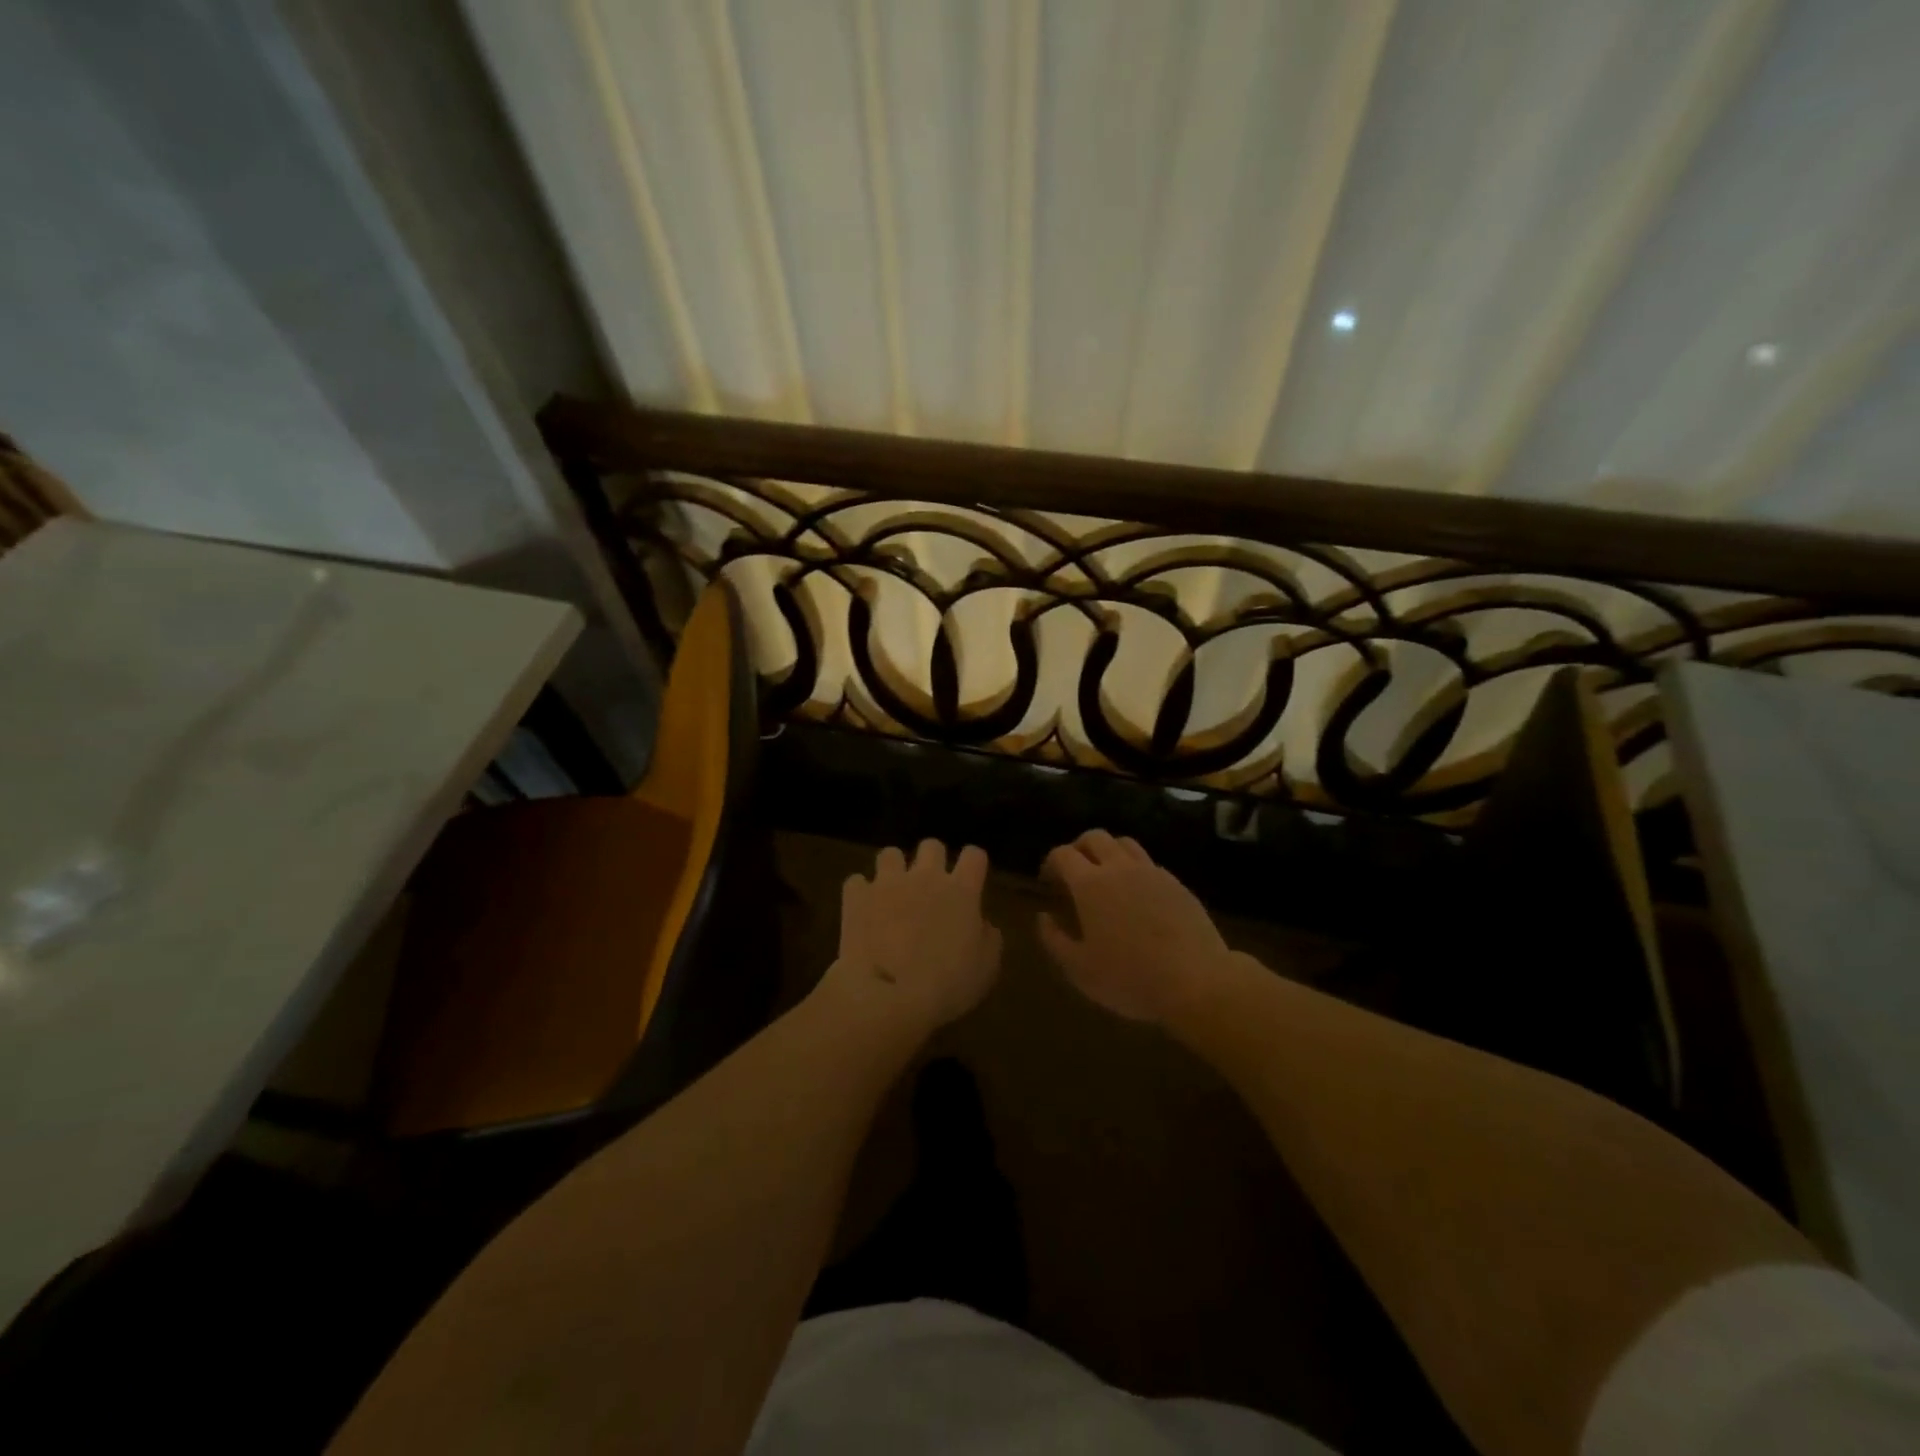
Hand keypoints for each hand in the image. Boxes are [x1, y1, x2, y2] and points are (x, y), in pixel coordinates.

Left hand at [816, 840, 1002, 1037]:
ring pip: (890, 854)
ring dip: (893, 870)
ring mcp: (888, 883)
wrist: (890, 995)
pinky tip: (862, 909)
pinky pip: (856, 882)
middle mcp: (926, 877)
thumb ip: (987, 937)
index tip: (971, 879)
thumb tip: (981, 924)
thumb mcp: (986, 968)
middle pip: (932, 846)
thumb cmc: (947, 985)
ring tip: (892, 893)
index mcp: (961, 891)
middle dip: (932, 860)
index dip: (973, 864)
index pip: (974, 855)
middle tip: (930, 887)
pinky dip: (860, 893)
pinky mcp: (857, 897)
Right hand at [1038, 830, 1237, 1023]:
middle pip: (1094, 837)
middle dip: (1078, 848)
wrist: (1196, 981)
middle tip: (1073, 873)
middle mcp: (1119, 868)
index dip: (1050, 863)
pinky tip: (1136, 895)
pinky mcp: (1177, 884)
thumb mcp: (1079, 969)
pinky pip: (1149, 863)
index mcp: (1090, 885)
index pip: (1063, 854)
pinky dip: (1134, 869)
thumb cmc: (1129, 978)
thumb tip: (1043, 916)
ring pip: (1124, 843)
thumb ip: (1054, 939)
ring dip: (1108, 852)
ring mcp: (1152, 873)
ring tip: (1105, 877)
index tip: (1047, 881)